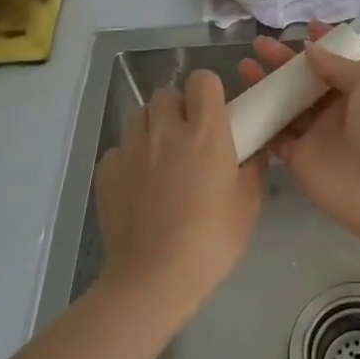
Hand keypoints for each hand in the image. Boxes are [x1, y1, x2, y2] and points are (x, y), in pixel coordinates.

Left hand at [94, 69, 264, 310]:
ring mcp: (131, 148)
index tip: (215, 114)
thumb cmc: (212, 239)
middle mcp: (165, 129)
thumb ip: (253, 166)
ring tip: (161, 157)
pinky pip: (120, 149)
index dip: (209, 92)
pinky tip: (139, 185)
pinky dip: (130, 158)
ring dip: (152, 127)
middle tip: (189, 138)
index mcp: (205, 130)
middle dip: (178, 109)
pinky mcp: (106, 171)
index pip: (202, 80)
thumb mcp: (249, 203)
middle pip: (167, 94)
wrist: (154, 278)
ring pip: (139, 116)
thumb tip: (253, 149)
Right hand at [238, 25, 359, 241]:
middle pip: (307, 79)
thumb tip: (311, 50)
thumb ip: (340, 64)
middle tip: (260, 45)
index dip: (324, 44)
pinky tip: (240, 101)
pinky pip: (274, 134)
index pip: (341, 60)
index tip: (305, 28)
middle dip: (285, 61)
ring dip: (267, 85)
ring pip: (287, 104)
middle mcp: (340, 109)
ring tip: (244, 66)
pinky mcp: (298, 157)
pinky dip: (259, 120)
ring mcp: (318, 133)